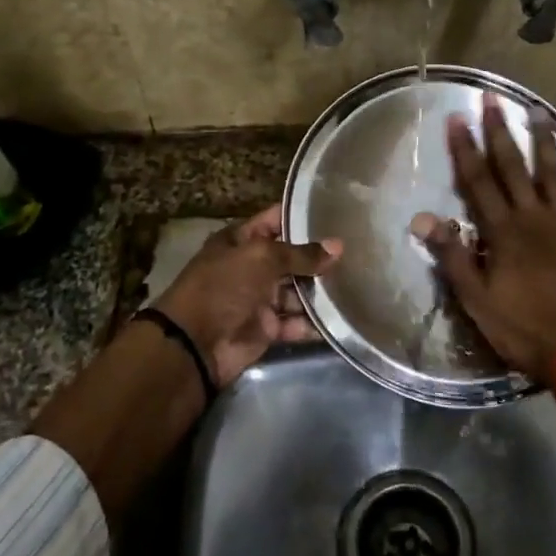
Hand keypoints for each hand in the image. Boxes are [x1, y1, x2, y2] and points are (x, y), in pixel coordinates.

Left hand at [151, 204, 341, 385]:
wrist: (195, 343)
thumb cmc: (224, 286)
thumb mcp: (262, 258)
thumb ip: (301, 254)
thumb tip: (338, 246)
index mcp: (242, 241)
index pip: (276, 220)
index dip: (303, 216)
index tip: (337, 213)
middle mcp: (252, 267)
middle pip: (291, 258)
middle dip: (319, 257)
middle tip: (359, 252)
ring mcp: (259, 299)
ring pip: (297, 292)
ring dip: (320, 291)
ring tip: (356, 284)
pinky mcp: (267, 329)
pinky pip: (295, 323)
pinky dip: (313, 323)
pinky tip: (341, 317)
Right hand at [413, 93, 555, 384]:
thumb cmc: (523, 327)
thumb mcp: (476, 299)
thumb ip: (452, 256)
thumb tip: (423, 219)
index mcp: (503, 231)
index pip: (478, 181)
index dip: (465, 149)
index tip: (456, 119)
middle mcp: (533, 217)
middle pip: (513, 167)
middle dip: (499, 131)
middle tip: (492, 99)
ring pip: (552, 173)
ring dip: (542, 141)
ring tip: (536, 111)